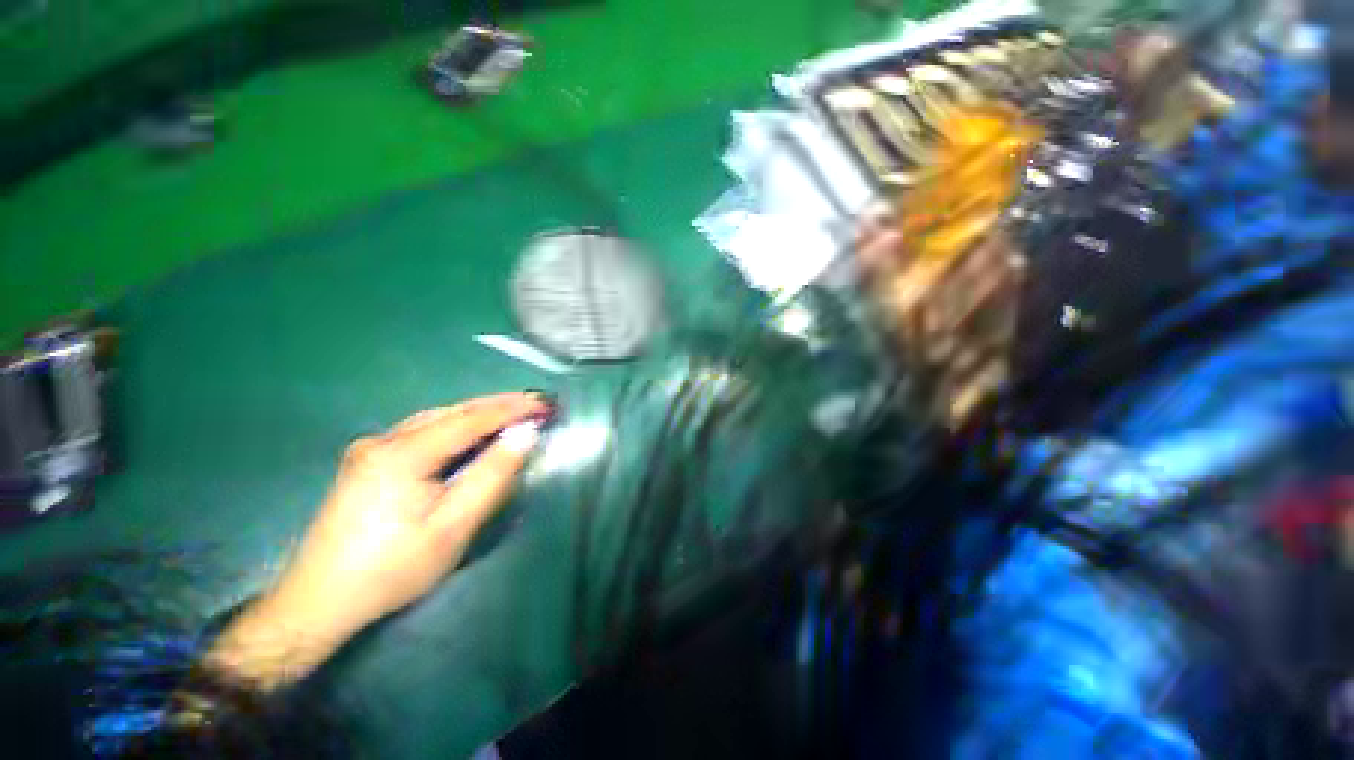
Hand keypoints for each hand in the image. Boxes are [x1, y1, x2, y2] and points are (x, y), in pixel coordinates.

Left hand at [206, 392, 548, 685]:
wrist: (318, 602)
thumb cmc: (393, 568)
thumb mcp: (453, 526)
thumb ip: (493, 475)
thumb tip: (525, 435)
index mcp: (402, 454)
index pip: (470, 419)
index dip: (512, 409)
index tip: (545, 404)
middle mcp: (383, 440)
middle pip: (452, 412)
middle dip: (498, 405)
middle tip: (535, 402)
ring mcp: (371, 449)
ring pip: (436, 418)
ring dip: (478, 413)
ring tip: (512, 411)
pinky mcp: (367, 461)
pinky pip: (422, 431)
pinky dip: (456, 426)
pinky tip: (470, 431)